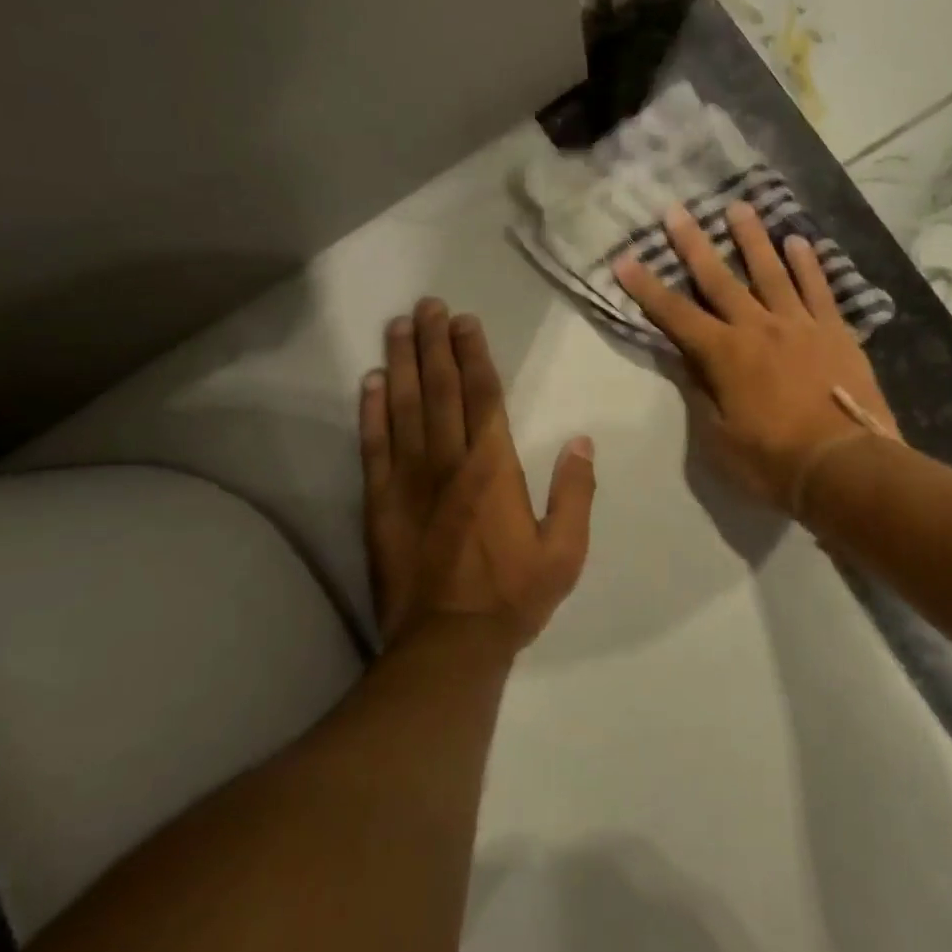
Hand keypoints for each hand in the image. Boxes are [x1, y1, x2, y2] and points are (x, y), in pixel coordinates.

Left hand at [360, 299, 595, 654]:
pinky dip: (371, 411)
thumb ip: (576, 493)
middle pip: (440, 390)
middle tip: (428, 305)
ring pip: (403, 407)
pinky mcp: (379, 503)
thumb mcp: (565, 551)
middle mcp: (448, 462)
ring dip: (401, 363)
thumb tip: (581, 442)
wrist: (447, 646)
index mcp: (493, 468)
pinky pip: (374, 446)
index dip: (473, 355)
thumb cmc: (512, 596)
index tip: (465, 322)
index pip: (483, 396)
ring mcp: (408, 481)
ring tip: (399, 326)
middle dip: (434, 344)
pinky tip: (370, 383)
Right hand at [613, 202, 898, 511]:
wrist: (844, 466)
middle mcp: (757, 327)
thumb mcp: (719, 439)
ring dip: (752, 238)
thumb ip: (701, 393)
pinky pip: (818, 288)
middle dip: (693, 244)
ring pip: (771, 270)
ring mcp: (799, 324)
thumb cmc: (773, 461)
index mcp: (724, 355)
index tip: (625, 259)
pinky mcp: (834, 331)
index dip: (647, 288)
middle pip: (719, 278)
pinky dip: (807, 263)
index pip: (674, 315)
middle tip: (676, 210)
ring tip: (739, 207)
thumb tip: (686, 361)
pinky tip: (798, 241)